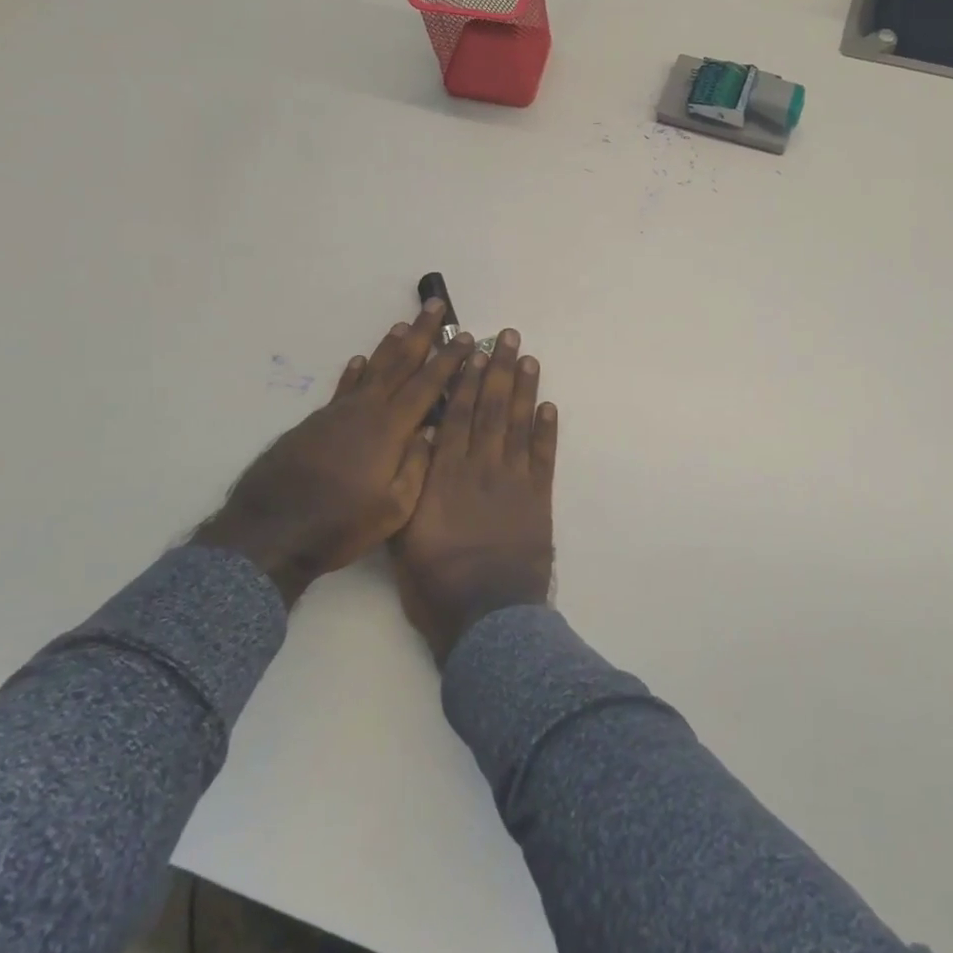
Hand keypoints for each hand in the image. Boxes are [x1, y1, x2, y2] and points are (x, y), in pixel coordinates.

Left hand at [195, 299, 474, 604]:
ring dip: (389, 346)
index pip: (427, 384)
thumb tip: (431, 431)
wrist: (270, 533)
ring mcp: (337, 414)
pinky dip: (354, 372)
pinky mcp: (315, 424)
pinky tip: (359, 361)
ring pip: (370, 370)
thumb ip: (417, 466)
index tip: (464, 337)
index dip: (448, 360)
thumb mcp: (394, 509)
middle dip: (421, 333)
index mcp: (390, 429)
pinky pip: (343, 388)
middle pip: (399, 363)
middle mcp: (365, 411)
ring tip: (402, 324)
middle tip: (435, 305)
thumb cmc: (340, 525)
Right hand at [392, 328, 557, 663]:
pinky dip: (547, 429)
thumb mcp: (403, 534)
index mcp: (445, 473)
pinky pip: (544, 455)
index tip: (473, 349)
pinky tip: (548, 405)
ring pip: (519, 423)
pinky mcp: (538, 498)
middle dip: (498, 369)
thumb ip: (411, 486)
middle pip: (491, 408)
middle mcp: (480, 466)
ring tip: (528, 358)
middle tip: (507, 336)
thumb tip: (420, 442)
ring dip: (524, 388)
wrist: (487, 615)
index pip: (458, 414)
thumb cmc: (435, 582)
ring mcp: (513, 480)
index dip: (467, 379)